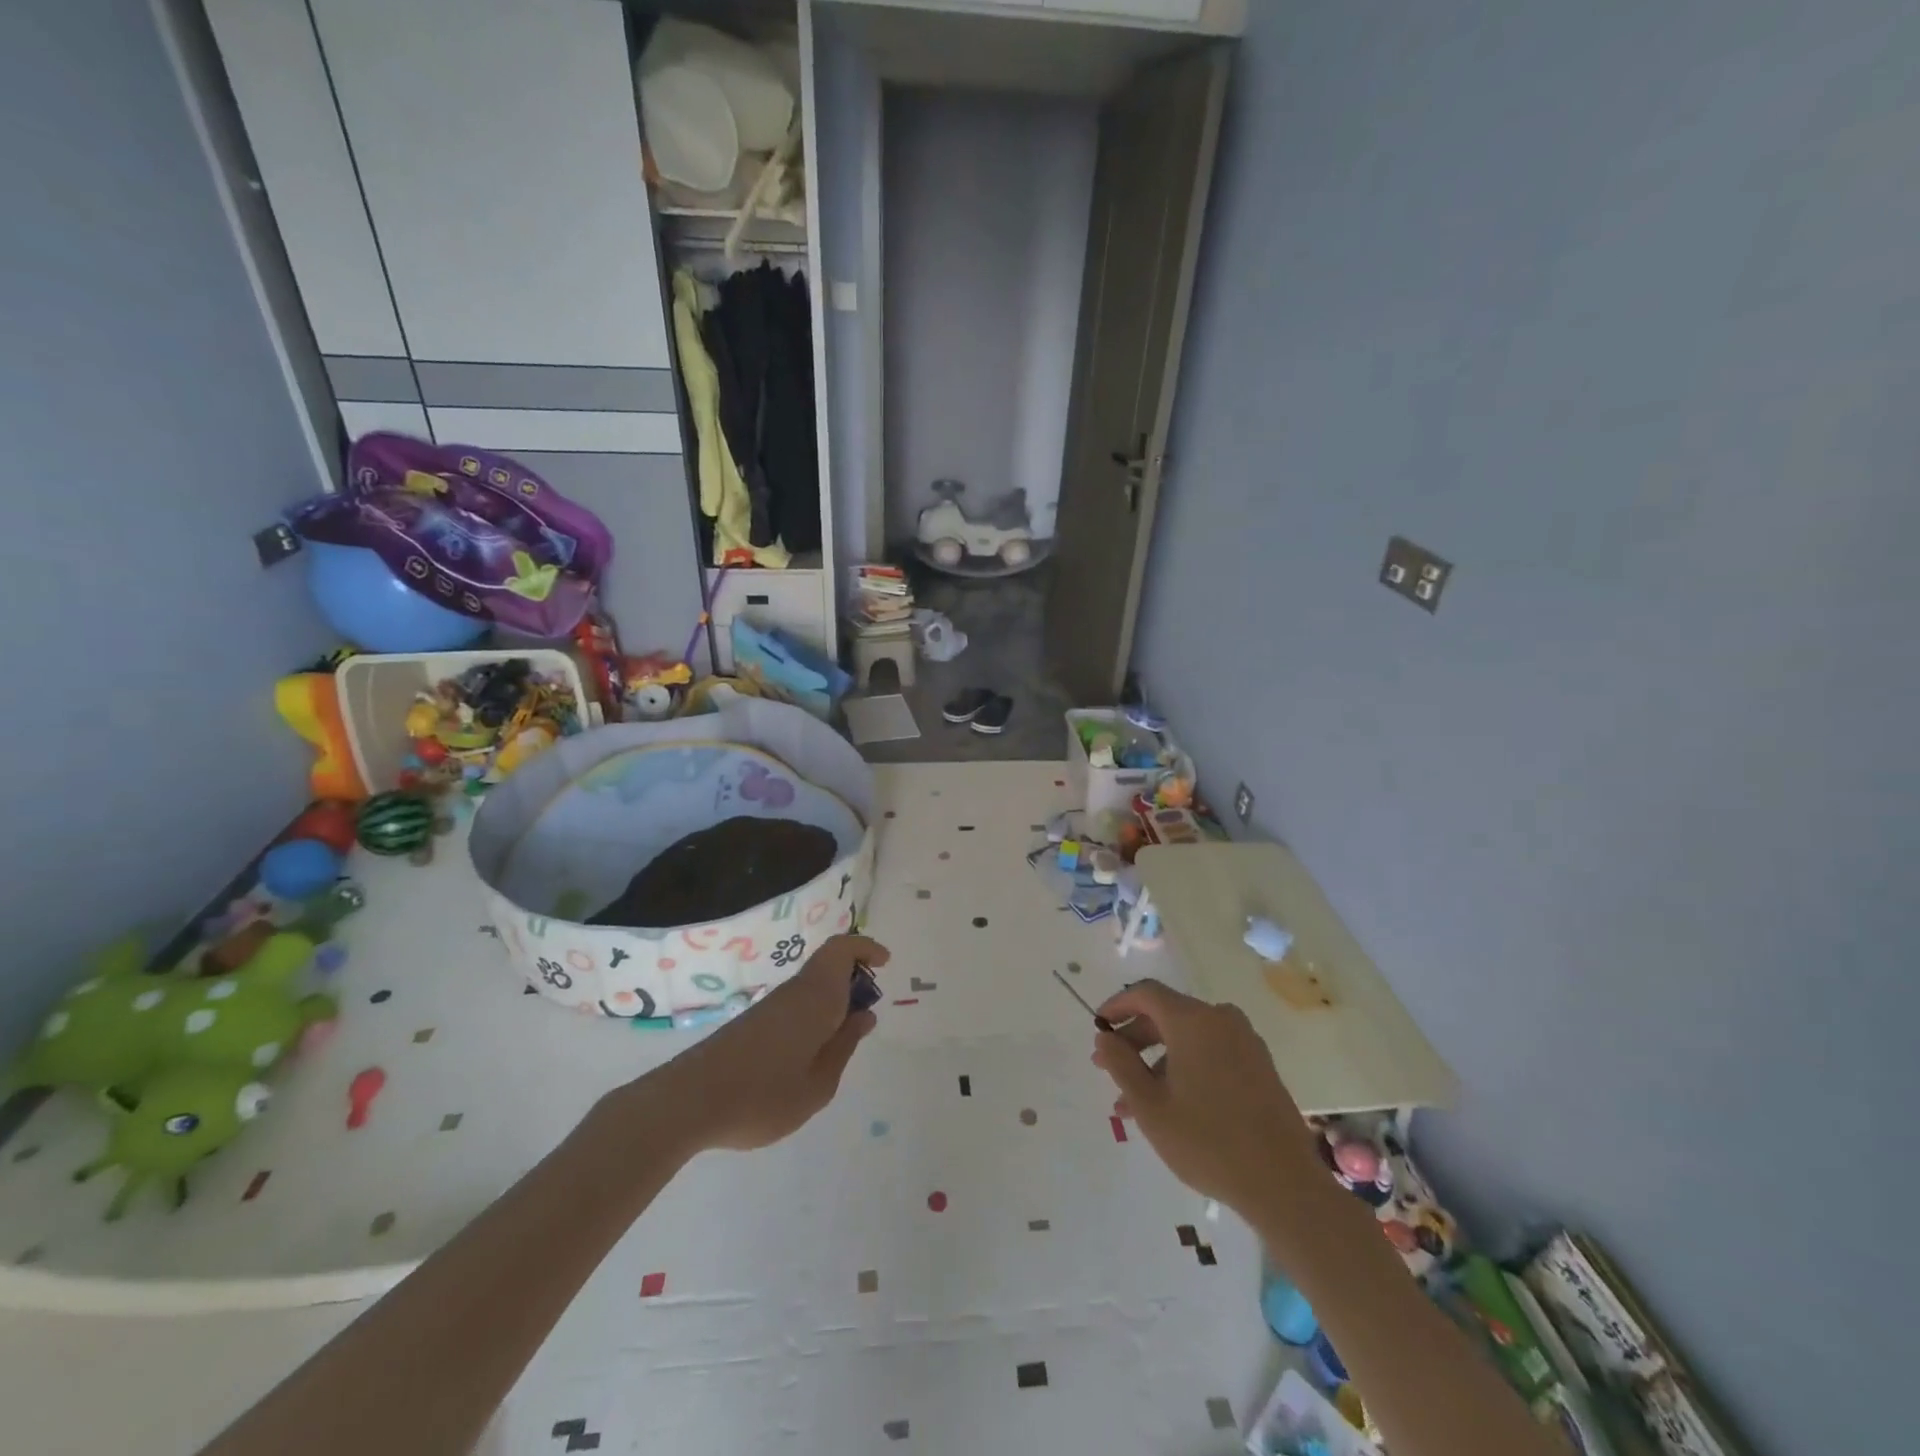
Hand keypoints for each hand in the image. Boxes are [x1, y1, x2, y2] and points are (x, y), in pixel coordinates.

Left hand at [628, 934, 886, 1152]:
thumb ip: (844, 1047)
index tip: (885, 964)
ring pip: (812, 986)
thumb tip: (864, 1015)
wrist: (689, 1103)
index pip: (842, 949)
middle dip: (854, 980)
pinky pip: (795, 1004)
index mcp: (815, 998)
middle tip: (867, 1014)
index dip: (865, 948)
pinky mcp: (752, 1023)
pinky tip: (809, 1055)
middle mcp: (793, 992)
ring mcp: (770, 1006)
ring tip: (841, 1043)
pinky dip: (813, 1015)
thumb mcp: (818, 1085)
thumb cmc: (763, 1096)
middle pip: (828, 966)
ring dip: (833, 1000)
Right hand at [1091, 979, 1324, 1223]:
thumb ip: (1120, 1065)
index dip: (1117, 1005)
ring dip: (1157, 1061)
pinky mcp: (1259, 1066)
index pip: (1146, 993)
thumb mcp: (1150, 1106)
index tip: (1099, 1028)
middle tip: (1108, 1067)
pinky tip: (1171, 1105)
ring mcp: (1245, 1042)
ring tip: (1134, 1102)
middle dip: (1134, 1039)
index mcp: (1193, 1021)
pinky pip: (1211, 1052)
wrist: (1283, 1184)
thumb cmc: (1207, 1141)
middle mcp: (1221, 1020)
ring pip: (1188, 1038)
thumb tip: (1104, 1039)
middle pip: (1167, 1014)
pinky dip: (1185, 1067)